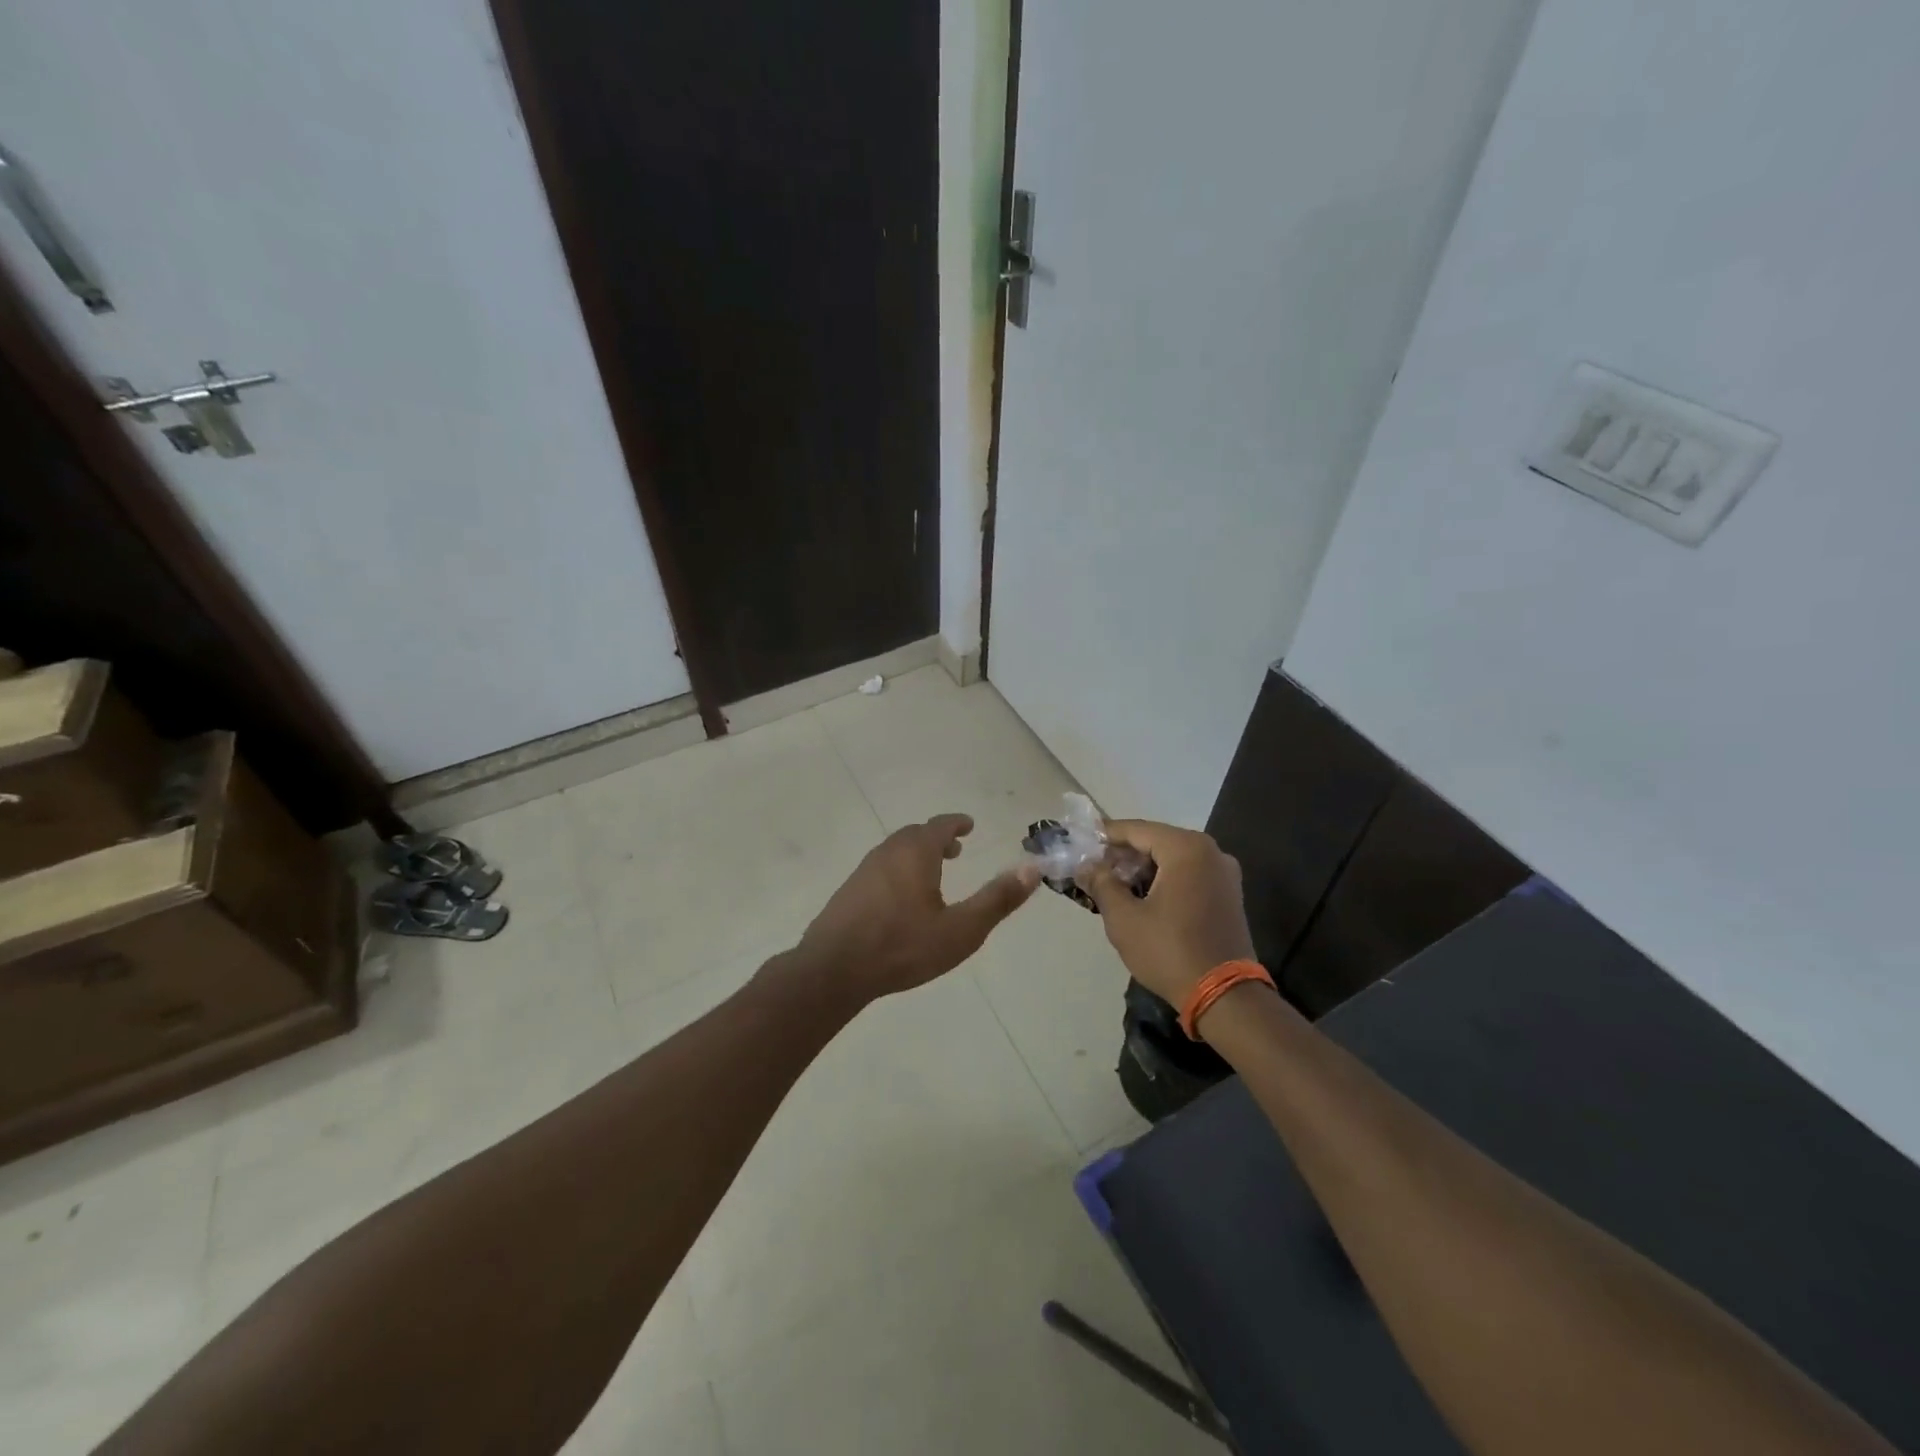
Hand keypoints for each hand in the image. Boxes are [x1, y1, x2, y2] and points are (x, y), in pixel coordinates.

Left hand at [795, 813, 1038, 1002]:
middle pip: (915, 835)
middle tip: (955, 850)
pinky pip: (880, 870)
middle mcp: (887, 853)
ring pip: (895, 852)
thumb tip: (1033, 869)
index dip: (956, 823)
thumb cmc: (903, 947)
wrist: (833, 970)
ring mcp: (863, 872)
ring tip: (932, 874)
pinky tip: (901, 900)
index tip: (968, 825)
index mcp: (915, 853)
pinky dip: (898, 871)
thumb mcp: (961, 929)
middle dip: (937, 839)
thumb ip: (997, 899)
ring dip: (916, 855)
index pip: (939, 826)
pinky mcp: (848, 893)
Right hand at [1076, 820, 1255, 1006]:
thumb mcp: (1124, 918)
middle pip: (1157, 841)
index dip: (1106, 835)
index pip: (1137, 830)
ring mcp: (1224, 874)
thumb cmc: (1169, 951)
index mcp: (1186, 849)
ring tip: (1113, 884)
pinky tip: (1142, 896)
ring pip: (1174, 858)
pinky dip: (1165, 879)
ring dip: (1143, 867)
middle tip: (1093, 867)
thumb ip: (1101, 883)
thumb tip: (1085, 866)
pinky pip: (1190, 874)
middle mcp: (1211, 852)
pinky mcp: (1229, 895)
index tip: (1081, 842)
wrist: (1225, 997)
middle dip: (1124, 853)